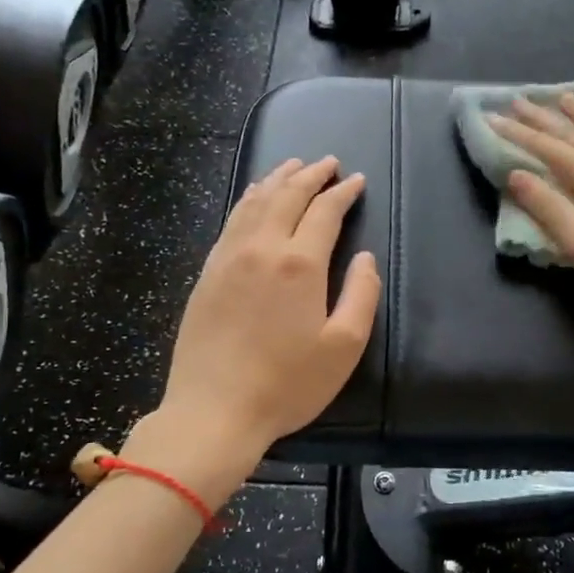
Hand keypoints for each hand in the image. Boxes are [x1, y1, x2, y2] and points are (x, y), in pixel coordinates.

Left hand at [158, 157, 380, 457]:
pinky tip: (254, 197)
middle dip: (310, 174)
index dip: (342, 192)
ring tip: (292, 166)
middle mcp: (262, 248)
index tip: (356, 180)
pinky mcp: (207, 272)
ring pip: (255, 202)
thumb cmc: (287, 384)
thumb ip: (361, 295)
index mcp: (299, 264)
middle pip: (287, 195)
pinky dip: (248, 199)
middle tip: (327, 162)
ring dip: (277, 179)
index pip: (324, 211)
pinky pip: (231, 221)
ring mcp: (228, 257)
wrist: (214, 410)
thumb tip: (365, 257)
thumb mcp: (343, 347)